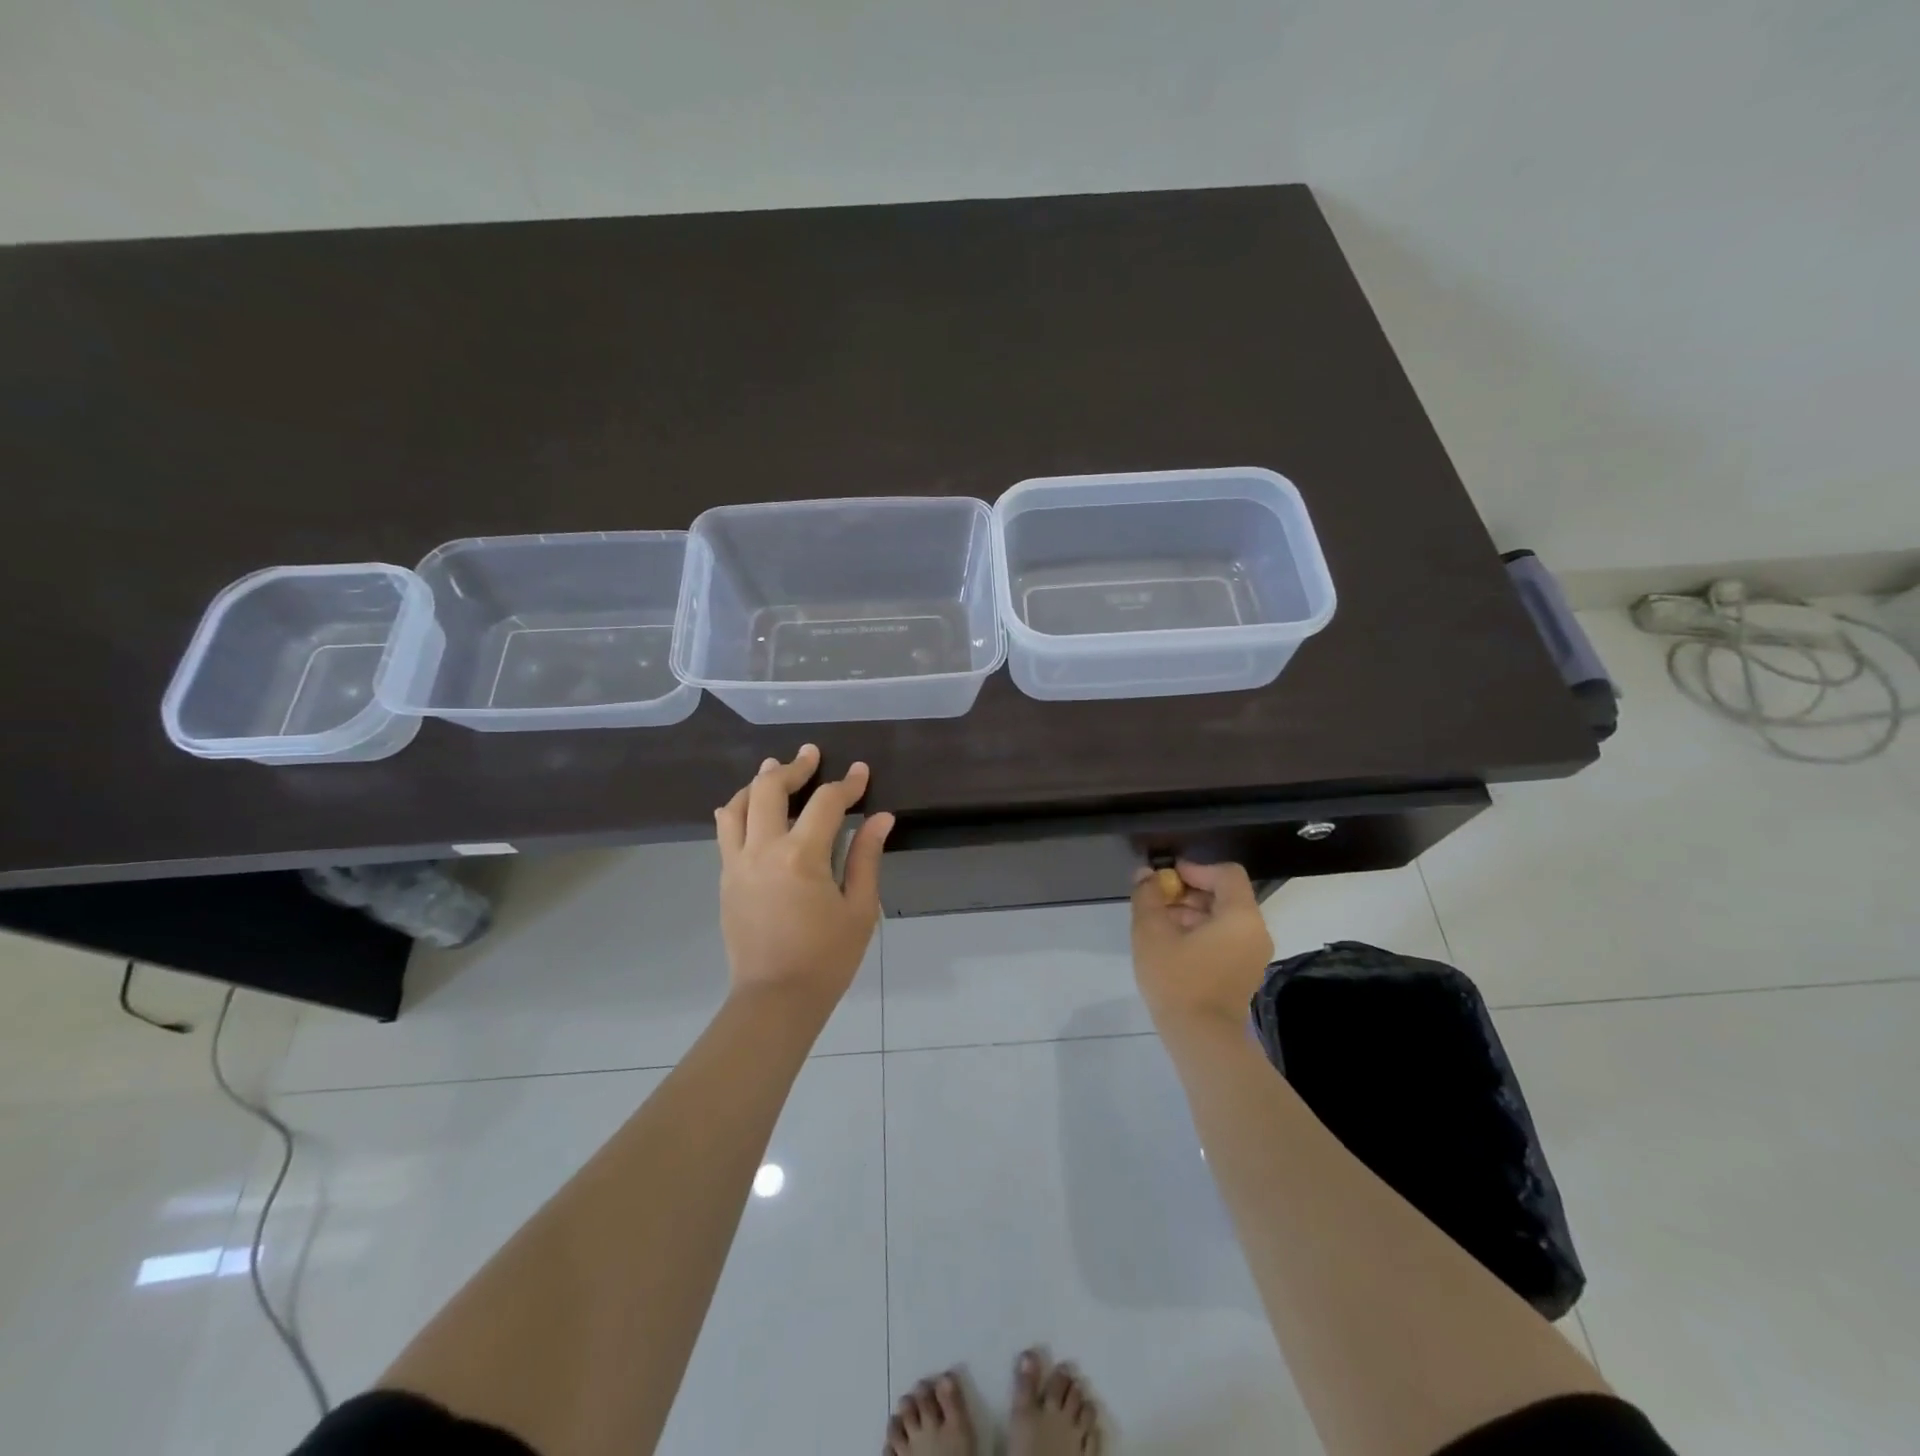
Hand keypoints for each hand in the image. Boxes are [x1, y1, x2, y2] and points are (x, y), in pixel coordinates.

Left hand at [714, 744, 893, 1008]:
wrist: (774, 1000)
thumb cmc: (826, 959)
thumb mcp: (859, 909)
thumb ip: (866, 857)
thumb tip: (881, 818)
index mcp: (800, 857)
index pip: (825, 803)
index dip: (847, 784)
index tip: (861, 772)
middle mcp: (762, 850)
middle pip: (769, 789)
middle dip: (793, 767)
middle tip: (811, 755)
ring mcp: (737, 864)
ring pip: (738, 805)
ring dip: (758, 783)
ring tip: (775, 771)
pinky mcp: (726, 879)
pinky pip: (725, 832)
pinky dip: (739, 810)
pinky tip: (751, 807)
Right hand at [1130, 860, 1273, 1028]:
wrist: (1201, 1039)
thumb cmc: (1178, 979)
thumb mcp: (1151, 932)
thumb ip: (1148, 896)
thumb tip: (1146, 875)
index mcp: (1241, 916)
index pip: (1226, 873)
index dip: (1195, 869)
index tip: (1166, 880)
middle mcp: (1255, 931)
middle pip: (1225, 895)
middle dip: (1189, 893)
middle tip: (1157, 902)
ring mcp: (1253, 955)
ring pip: (1223, 918)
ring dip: (1192, 913)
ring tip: (1159, 925)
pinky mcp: (1244, 973)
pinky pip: (1225, 939)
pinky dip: (1201, 933)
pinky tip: (1172, 946)